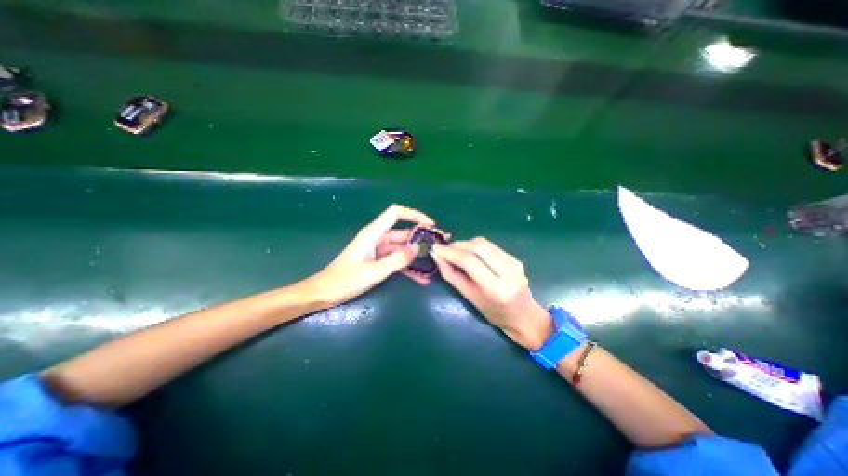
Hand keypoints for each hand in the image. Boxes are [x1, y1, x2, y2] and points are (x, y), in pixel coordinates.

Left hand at [298, 203, 432, 306]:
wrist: (324, 293)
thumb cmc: (344, 280)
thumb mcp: (373, 272)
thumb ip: (396, 260)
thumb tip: (417, 249)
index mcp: (373, 233)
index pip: (395, 213)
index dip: (413, 214)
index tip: (430, 225)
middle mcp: (377, 238)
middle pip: (403, 232)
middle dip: (421, 238)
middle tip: (439, 246)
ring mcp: (378, 250)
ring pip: (402, 249)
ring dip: (416, 256)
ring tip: (434, 263)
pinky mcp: (378, 261)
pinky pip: (396, 261)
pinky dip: (408, 268)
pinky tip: (421, 278)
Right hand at [432, 238, 556, 349]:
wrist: (524, 316)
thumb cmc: (494, 314)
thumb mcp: (470, 298)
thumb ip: (452, 276)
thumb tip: (437, 257)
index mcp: (496, 289)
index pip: (469, 261)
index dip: (450, 252)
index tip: (435, 249)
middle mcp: (509, 272)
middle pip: (478, 247)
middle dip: (457, 245)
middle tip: (444, 249)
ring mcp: (514, 263)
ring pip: (484, 243)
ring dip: (465, 244)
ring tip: (454, 250)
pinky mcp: (515, 258)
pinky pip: (491, 246)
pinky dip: (475, 246)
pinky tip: (469, 252)